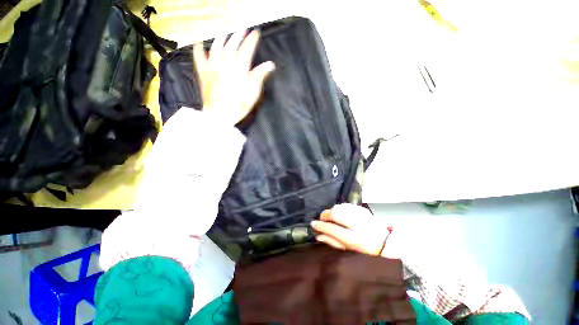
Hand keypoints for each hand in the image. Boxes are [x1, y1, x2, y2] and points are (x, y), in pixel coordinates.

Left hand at [193, 30, 274, 125]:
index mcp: (240, 65)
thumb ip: (260, 75)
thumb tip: (270, 64)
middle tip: (243, 30)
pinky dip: (198, 48)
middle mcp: (226, 61)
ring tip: (226, 32)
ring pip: (217, 46)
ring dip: (222, 37)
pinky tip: (198, 41)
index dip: (252, 39)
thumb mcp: (254, 91)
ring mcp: (213, 65)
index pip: (247, 47)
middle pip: (233, 44)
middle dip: (239, 35)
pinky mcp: (204, 72)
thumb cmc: (240, 103)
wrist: (221, 113)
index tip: (256, 33)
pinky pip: (199, 57)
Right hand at [312, 203, 391, 255]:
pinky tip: (339, 213)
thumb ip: (333, 242)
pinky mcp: (363, 209)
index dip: (321, 225)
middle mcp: (358, 225)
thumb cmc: (365, 250)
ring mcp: (361, 215)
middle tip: (322, 218)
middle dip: (325, 215)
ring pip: (340, 207)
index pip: (332, 229)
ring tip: (330, 216)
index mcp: (354, 239)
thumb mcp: (349, 250)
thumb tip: (318, 236)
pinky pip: (346, 205)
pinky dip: (340, 208)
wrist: (385, 242)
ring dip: (332, 210)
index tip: (313, 224)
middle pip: (335, 214)